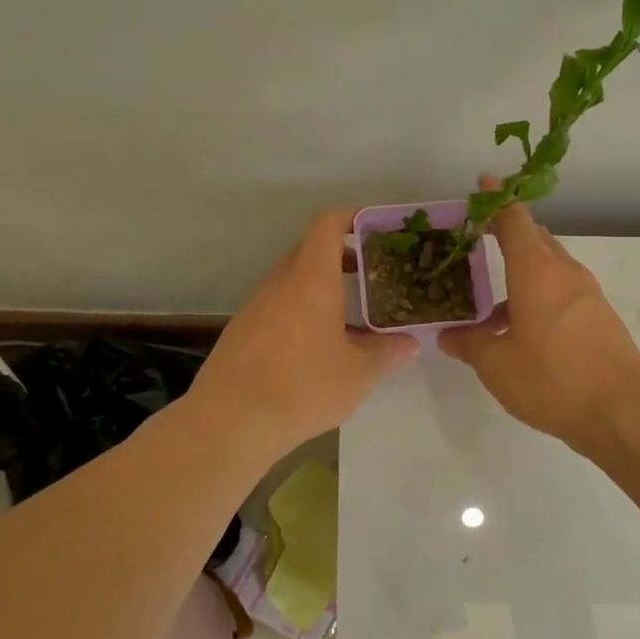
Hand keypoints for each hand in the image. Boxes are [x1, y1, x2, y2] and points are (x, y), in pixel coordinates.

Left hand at [193, 208, 417, 454]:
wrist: (231, 421)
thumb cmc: (303, 384)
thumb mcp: (358, 372)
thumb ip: (386, 352)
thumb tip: (408, 344)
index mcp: (311, 277)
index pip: (328, 224)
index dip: (353, 217)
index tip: (378, 228)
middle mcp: (280, 282)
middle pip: (311, 251)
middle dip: (344, 257)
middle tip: (376, 276)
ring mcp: (257, 306)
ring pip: (294, 282)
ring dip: (323, 289)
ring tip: (354, 315)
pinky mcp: (243, 332)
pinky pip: (280, 307)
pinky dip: (304, 312)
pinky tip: (320, 347)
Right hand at [438, 180, 639, 454]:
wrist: (622, 411)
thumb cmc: (552, 379)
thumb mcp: (497, 365)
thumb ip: (470, 345)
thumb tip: (449, 337)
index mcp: (536, 271)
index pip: (514, 220)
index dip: (496, 201)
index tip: (483, 184)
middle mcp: (565, 273)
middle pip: (536, 240)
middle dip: (508, 237)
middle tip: (478, 246)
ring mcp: (588, 295)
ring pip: (550, 269)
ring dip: (522, 276)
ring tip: (491, 307)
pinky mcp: (600, 318)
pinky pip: (563, 294)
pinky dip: (539, 298)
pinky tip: (522, 333)